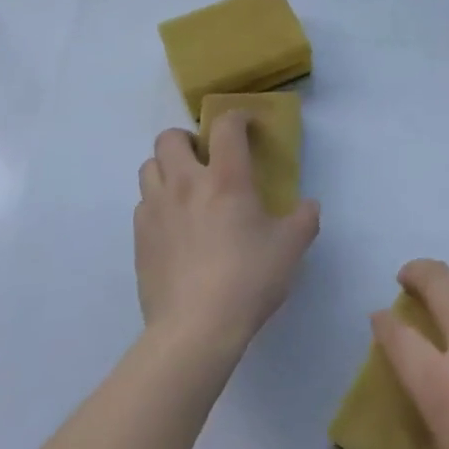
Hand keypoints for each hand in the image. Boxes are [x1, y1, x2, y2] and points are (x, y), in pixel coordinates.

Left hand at [134, 113, 319, 354]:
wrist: (194, 330)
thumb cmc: (248, 279)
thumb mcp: (291, 248)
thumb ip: (304, 220)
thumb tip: (309, 207)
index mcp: (225, 177)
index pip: (226, 125)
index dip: (238, 118)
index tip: (248, 128)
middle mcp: (185, 183)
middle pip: (170, 138)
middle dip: (187, 140)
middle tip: (205, 159)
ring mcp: (156, 210)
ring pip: (148, 167)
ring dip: (166, 169)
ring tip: (186, 190)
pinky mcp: (139, 239)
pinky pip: (143, 205)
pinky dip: (156, 204)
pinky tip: (174, 227)